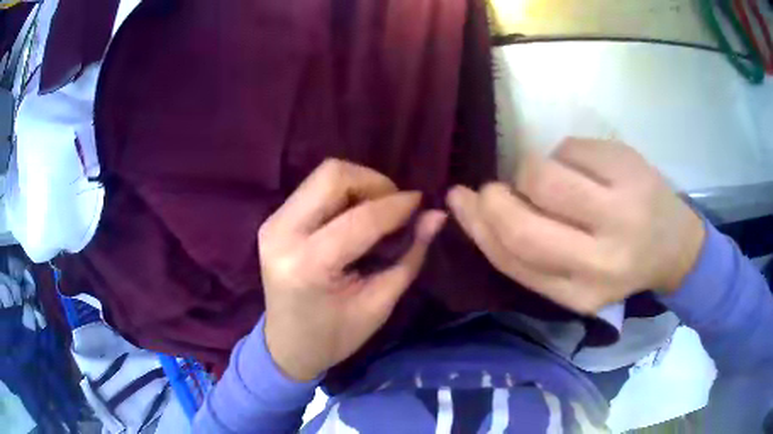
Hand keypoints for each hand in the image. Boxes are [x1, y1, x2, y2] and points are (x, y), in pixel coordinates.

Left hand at [259, 159, 445, 380]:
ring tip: (378, 212)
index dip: (397, 205)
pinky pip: (313, 189)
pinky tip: (355, 216)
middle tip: (395, 208)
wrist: (287, 346)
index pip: (360, 218)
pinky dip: (342, 194)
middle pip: (332, 175)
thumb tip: (435, 215)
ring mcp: (272, 223)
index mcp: (308, 265)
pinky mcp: (271, 220)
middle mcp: (283, 234)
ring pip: (322, 176)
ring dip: (358, 185)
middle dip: (374, 183)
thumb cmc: (334, 336)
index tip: (422, 203)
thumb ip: (409, 256)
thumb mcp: (379, 304)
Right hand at [447, 138, 704, 315]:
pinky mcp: (630, 166)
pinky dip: (564, 154)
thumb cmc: (619, 263)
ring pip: (542, 174)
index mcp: (582, 293)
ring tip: (550, 180)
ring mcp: (622, 208)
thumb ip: (529, 254)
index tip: (460, 201)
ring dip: (531, 171)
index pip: (513, 259)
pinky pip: (570, 148)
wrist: (674, 244)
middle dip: (494, 199)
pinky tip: (585, 169)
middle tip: (493, 188)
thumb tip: (476, 208)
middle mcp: (603, 260)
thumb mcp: (573, 278)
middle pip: (522, 223)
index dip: (478, 227)